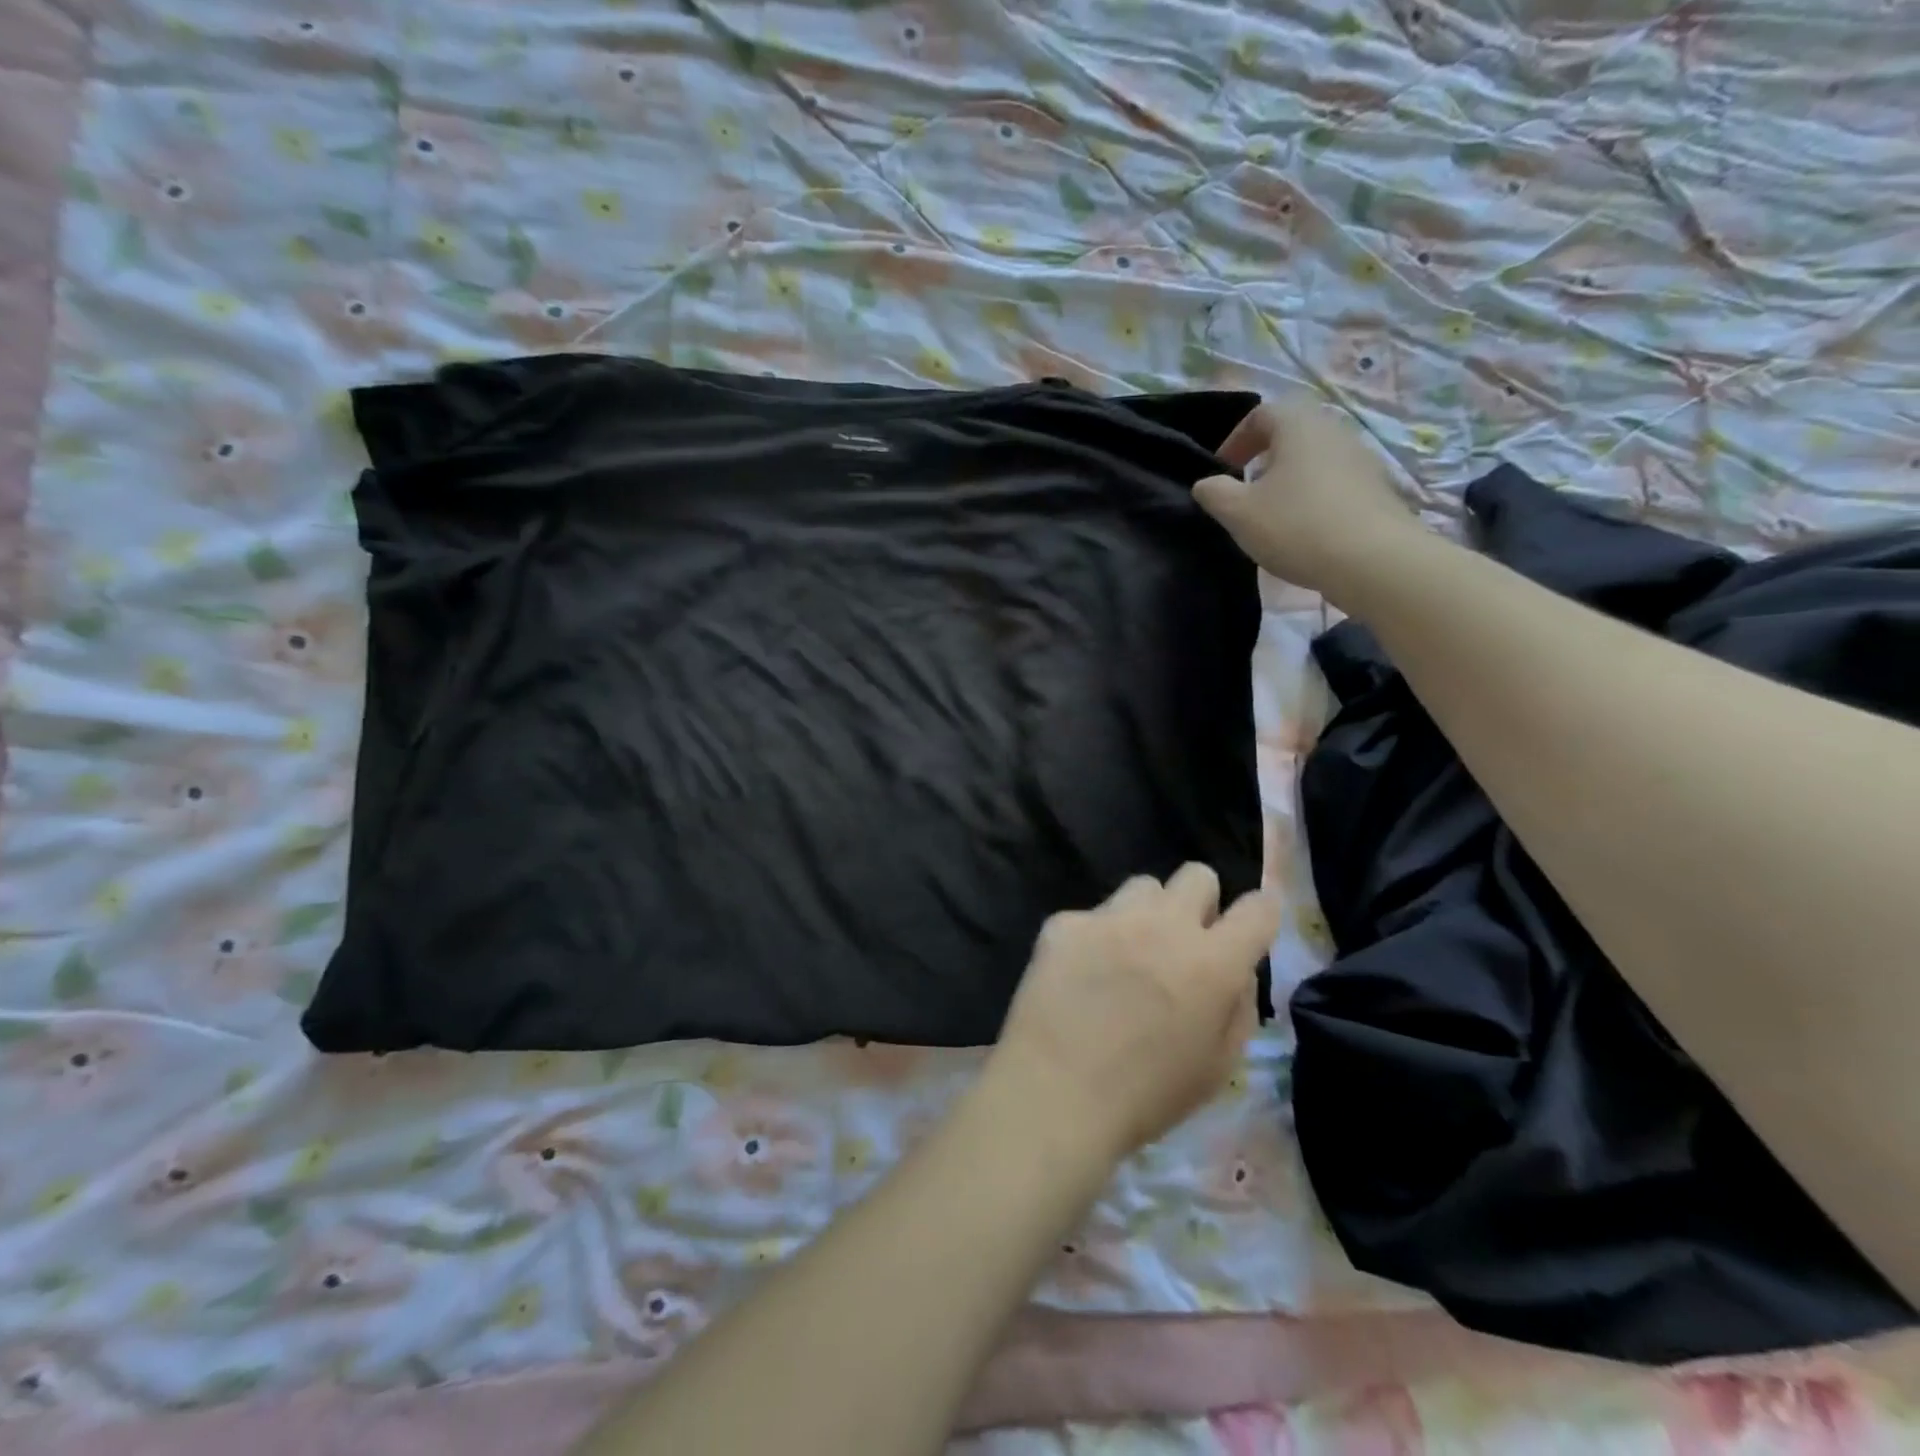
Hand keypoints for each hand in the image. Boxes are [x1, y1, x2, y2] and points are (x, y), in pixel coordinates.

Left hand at [988, 866, 1282, 1161]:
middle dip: (1200, 902)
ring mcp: (1109, 917)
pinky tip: (1080, 974)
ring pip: (1143, 887)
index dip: (1260, 915)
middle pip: (1197, 875)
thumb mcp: (1219, 1067)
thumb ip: (1238, 1007)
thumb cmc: (1147, 1095)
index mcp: (1212, 961)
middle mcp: (1164, 924)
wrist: (1055, 1092)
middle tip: (1184, 942)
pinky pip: (1092, 914)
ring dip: (1147, 913)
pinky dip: (1094, 937)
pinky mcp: (1065, 922)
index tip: (1249, 929)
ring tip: (1129, 954)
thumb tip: (1236, 970)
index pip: (1258, 909)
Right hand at [1193, 396, 1419, 597]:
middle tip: (1244, 492)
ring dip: (1288, 480)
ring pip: (1314, 459)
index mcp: (1299, 425)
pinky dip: (1312, 498)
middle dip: (1262, 459)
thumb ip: (1214, 493)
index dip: (1234, 440)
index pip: (1260, 414)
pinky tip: (1304, 531)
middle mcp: (1334, 431)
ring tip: (1272, 515)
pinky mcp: (1376, 489)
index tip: (1221, 472)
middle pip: (1291, 434)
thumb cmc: (1297, 526)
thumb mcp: (1238, 513)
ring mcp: (1361, 459)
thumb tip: (1206, 484)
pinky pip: (1334, 484)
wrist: (1373, 561)